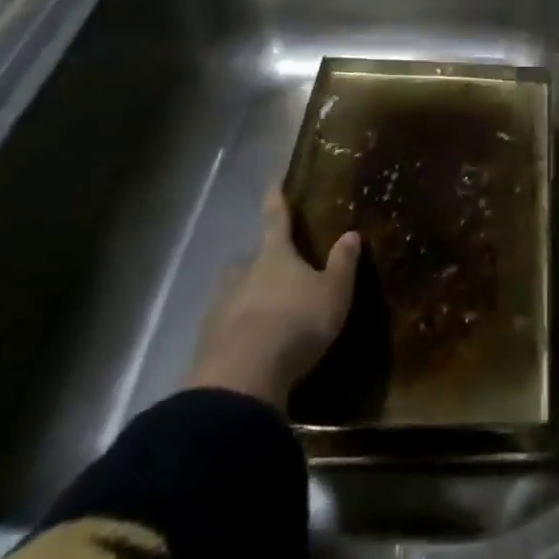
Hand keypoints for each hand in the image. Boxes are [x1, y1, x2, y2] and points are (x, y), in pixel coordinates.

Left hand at [183, 186, 359, 409]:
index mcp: (275, 255)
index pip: (276, 218)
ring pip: (232, 293)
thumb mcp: (333, 293)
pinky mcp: (207, 342)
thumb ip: (342, 264)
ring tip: (260, 314)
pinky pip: (223, 328)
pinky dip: (234, 332)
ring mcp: (220, 307)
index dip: (276, 199)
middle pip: (247, 260)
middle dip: (256, 263)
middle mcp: (243, 273)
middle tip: (271, 273)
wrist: (243, 377)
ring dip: (243, 298)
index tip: (273, 182)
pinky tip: (247, 347)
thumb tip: (351, 233)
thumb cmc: (296, 323)